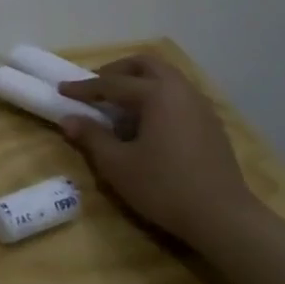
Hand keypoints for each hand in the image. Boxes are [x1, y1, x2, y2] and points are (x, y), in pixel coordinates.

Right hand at [58, 54, 259, 247]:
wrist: (223, 218)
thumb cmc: (163, 187)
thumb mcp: (117, 164)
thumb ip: (91, 136)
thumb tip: (69, 119)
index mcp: (157, 94)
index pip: (112, 83)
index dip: (84, 87)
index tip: (61, 90)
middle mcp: (181, 91)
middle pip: (145, 65)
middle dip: (117, 71)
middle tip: (96, 88)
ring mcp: (201, 107)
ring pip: (166, 78)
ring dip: (139, 82)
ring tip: (120, 105)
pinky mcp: (211, 124)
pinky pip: (179, 95)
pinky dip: (158, 97)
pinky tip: (147, 123)